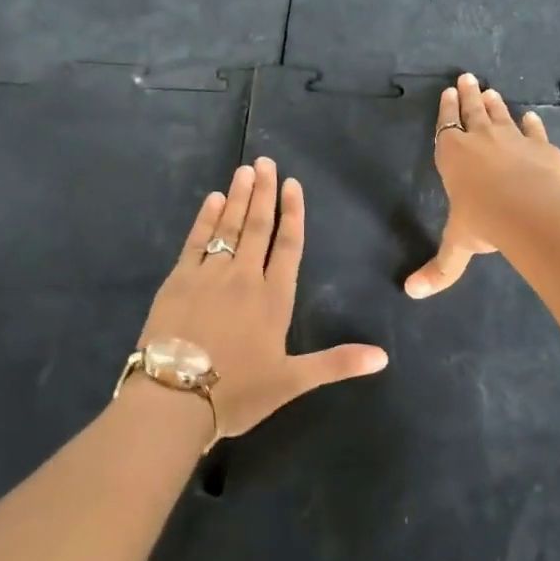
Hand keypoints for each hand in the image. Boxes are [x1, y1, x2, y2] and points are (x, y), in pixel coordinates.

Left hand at [136, 156, 388, 438]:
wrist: (175, 399)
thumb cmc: (238, 391)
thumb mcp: (292, 381)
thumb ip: (337, 363)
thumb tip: (384, 357)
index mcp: (274, 299)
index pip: (288, 245)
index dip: (293, 213)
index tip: (293, 184)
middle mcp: (244, 278)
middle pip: (258, 226)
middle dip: (264, 192)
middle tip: (266, 162)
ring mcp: (209, 275)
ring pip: (229, 226)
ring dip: (239, 197)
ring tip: (245, 169)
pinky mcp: (178, 280)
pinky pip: (196, 240)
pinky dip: (206, 217)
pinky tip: (213, 199)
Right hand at [405, 72, 559, 298]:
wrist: (529, 210)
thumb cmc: (483, 221)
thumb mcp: (458, 246)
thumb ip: (440, 268)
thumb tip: (411, 293)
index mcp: (453, 157)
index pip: (447, 128)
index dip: (447, 110)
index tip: (448, 92)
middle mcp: (481, 141)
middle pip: (473, 112)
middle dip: (469, 95)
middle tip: (467, 77)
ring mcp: (514, 140)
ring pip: (501, 115)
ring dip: (495, 103)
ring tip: (491, 90)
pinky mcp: (542, 147)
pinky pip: (534, 130)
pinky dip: (532, 124)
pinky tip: (532, 117)